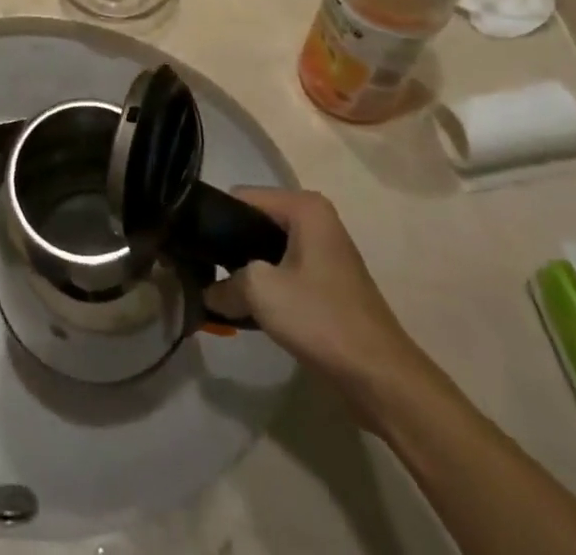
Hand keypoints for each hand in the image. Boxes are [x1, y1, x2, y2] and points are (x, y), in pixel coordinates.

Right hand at [206, 188, 428, 414]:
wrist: (382, 379)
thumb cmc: (322, 319)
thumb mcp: (260, 291)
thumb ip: (224, 283)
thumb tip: (207, 292)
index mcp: (304, 206)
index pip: (241, 197)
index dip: (215, 220)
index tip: (193, 246)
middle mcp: (316, 220)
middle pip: (254, 223)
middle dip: (230, 247)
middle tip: (202, 271)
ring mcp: (323, 252)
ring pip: (267, 251)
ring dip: (246, 271)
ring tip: (220, 291)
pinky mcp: (327, 284)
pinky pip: (284, 272)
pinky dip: (266, 288)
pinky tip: (248, 309)